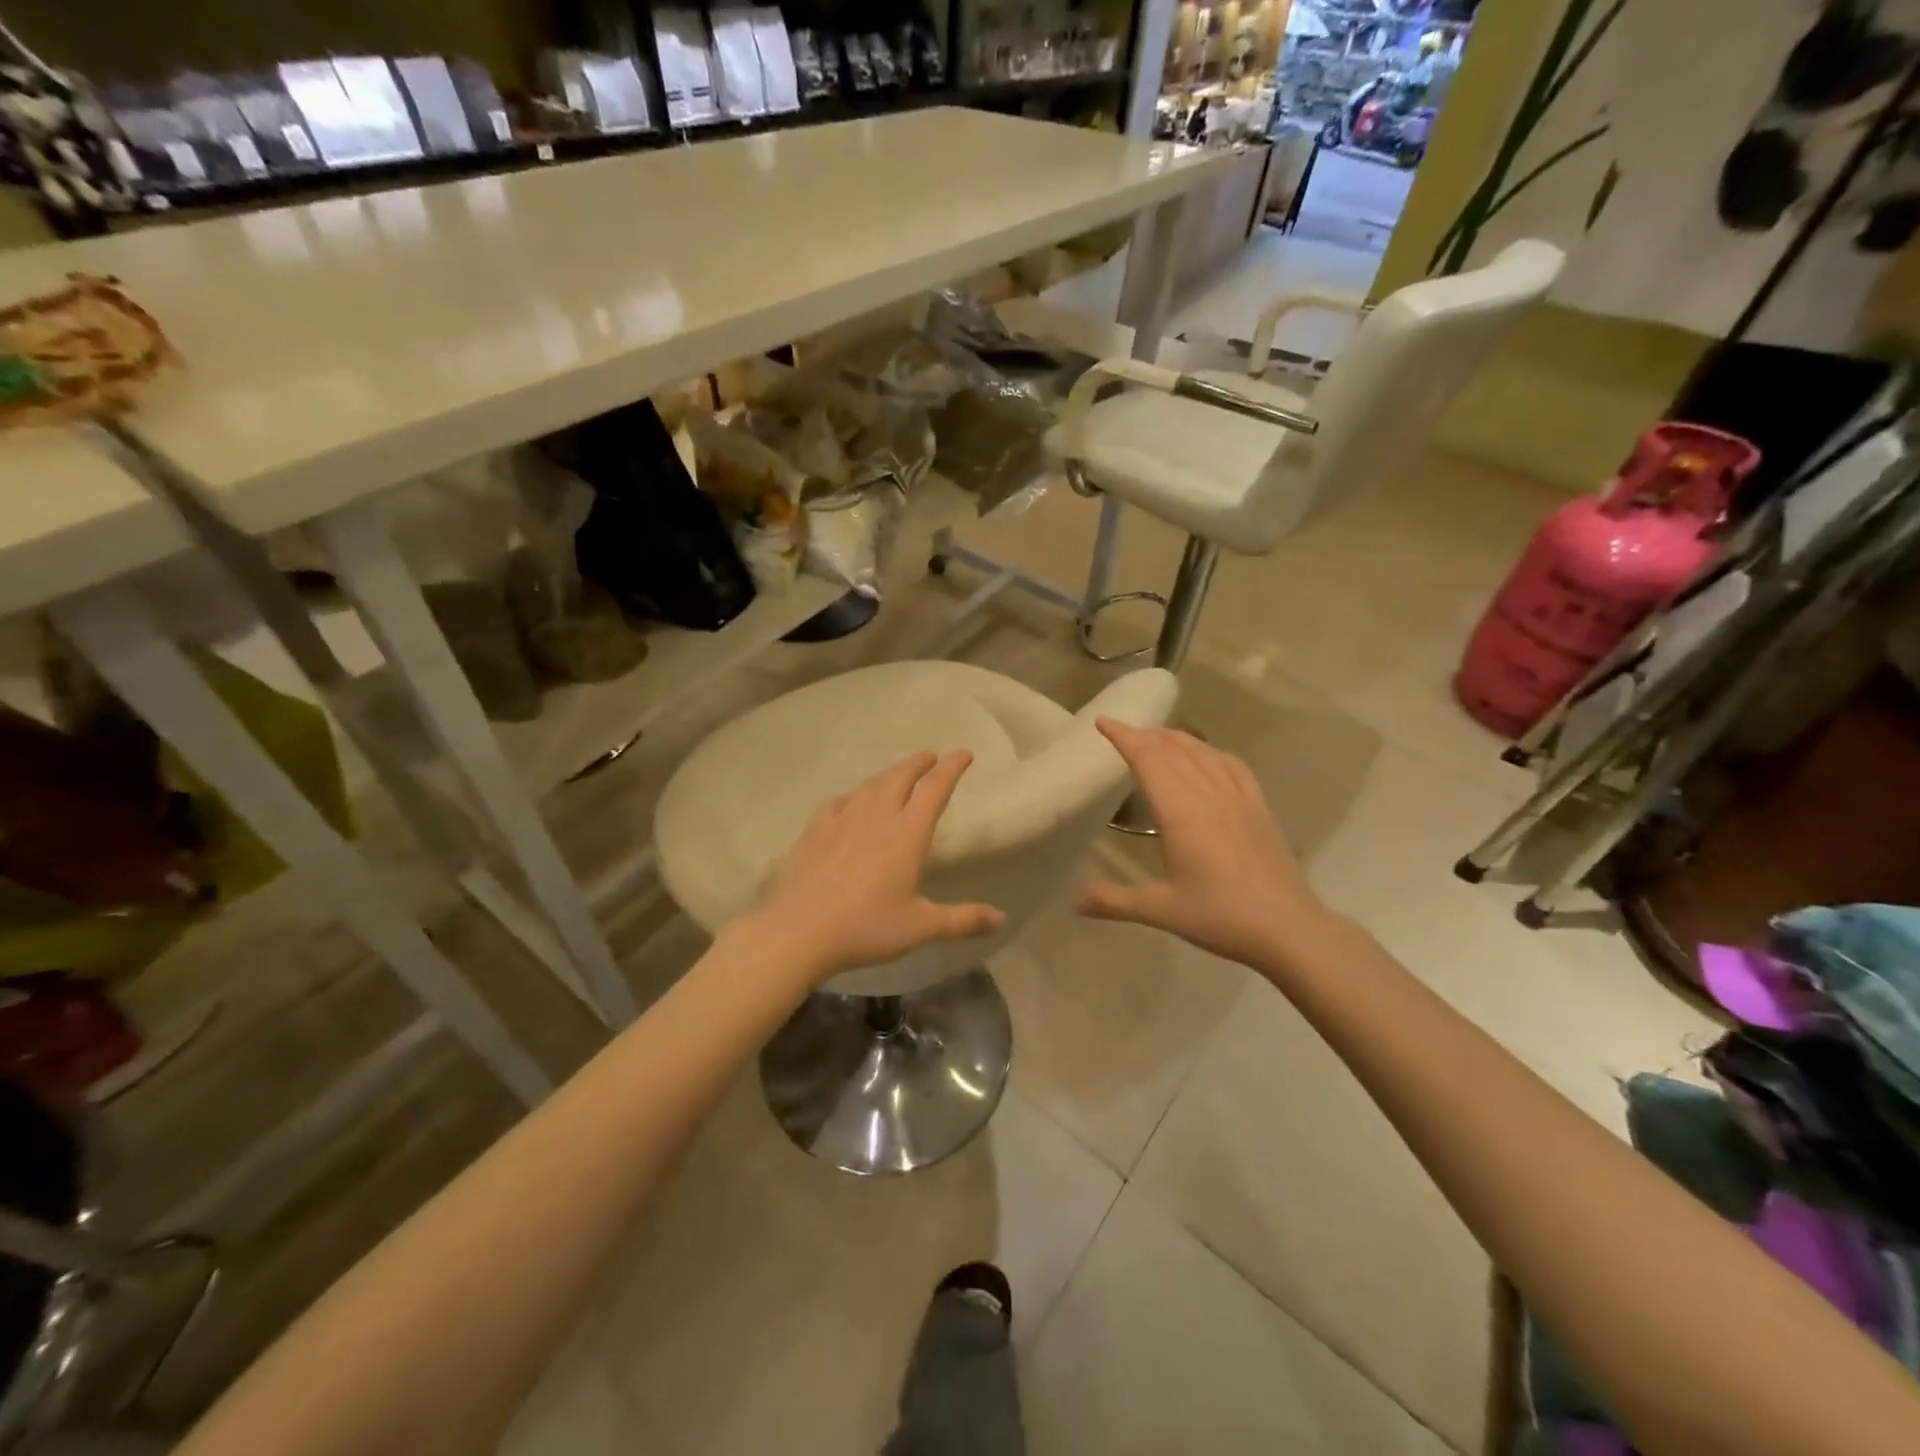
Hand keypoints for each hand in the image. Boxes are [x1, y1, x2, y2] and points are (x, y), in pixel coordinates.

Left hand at [749, 751, 1005, 983]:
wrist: (799, 931)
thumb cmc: (867, 927)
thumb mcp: (920, 927)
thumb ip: (962, 920)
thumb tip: (1001, 918)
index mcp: (907, 833)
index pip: (935, 789)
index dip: (952, 768)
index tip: (963, 754)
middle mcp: (877, 816)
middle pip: (900, 777)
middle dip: (918, 763)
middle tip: (930, 757)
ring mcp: (841, 820)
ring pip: (869, 785)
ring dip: (887, 775)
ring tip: (896, 775)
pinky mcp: (814, 831)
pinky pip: (837, 803)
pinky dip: (850, 797)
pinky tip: (847, 804)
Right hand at [1077, 720, 1333, 971]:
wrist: (1288, 928)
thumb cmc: (1221, 916)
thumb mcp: (1161, 910)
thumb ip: (1114, 901)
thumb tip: (1074, 903)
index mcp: (1181, 811)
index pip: (1148, 759)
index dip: (1124, 736)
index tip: (1103, 721)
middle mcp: (1208, 793)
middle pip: (1173, 749)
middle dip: (1145, 735)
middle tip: (1122, 732)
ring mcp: (1238, 797)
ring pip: (1203, 751)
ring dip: (1175, 738)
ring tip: (1157, 738)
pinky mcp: (1258, 807)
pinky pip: (1232, 765)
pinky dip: (1211, 751)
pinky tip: (1207, 756)